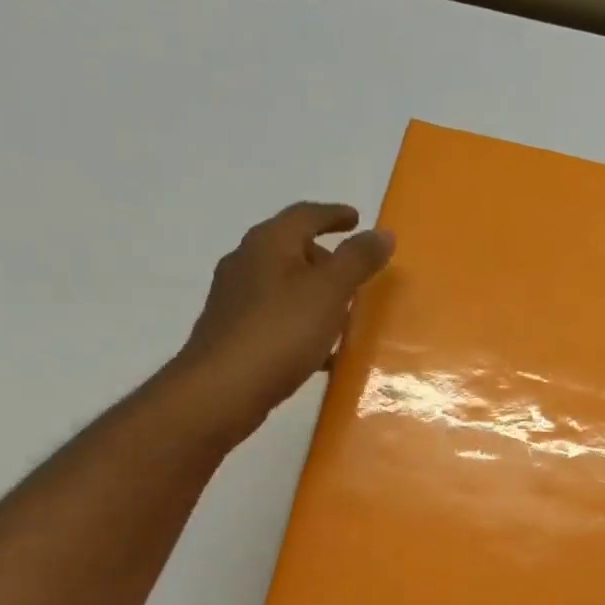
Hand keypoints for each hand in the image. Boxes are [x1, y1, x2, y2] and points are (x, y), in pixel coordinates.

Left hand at [169, 202, 393, 445]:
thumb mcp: (329, 291)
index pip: (305, 215)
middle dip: (325, 257)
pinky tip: (321, 349)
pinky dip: (303, 322)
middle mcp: (247, 263)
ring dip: (314, 292)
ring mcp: (236, 299)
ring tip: (344, 311)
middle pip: (291, 248)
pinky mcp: (234, 333)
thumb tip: (382, 233)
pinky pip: (278, 317)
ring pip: (284, 285)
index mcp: (268, 243)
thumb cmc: (280, 332)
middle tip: (356, 273)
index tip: (357, 219)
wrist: (222, 390)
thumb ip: (358, 260)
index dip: (334, 215)